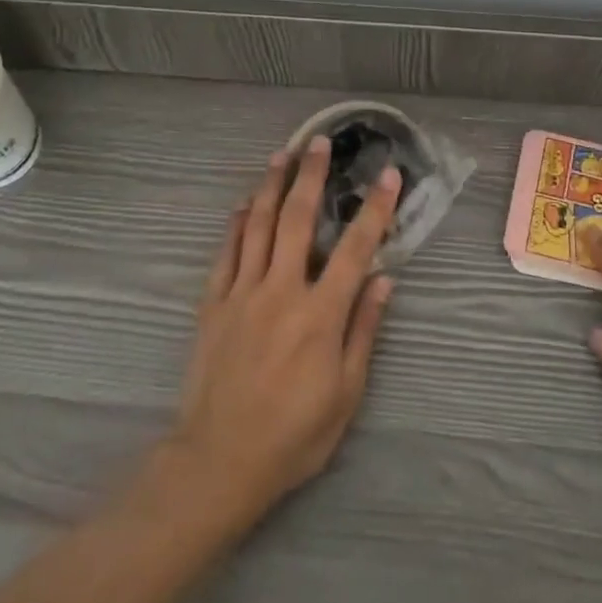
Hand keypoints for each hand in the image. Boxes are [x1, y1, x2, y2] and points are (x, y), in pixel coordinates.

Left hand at [168, 136, 402, 527]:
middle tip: (318, 142)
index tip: (388, 175)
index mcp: (320, 315)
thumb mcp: (345, 393)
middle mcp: (281, 291)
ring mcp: (242, 293)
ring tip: (281, 155)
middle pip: (297, 219)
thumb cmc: (294, 434)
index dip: (374, 209)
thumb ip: (363, 330)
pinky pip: (227, 252)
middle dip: (311, 176)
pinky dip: (237, 223)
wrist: (219, 460)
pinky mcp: (213, 303)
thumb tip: (383, 280)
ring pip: (258, 225)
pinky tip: (245, 203)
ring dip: (271, 186)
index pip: (354, 248)